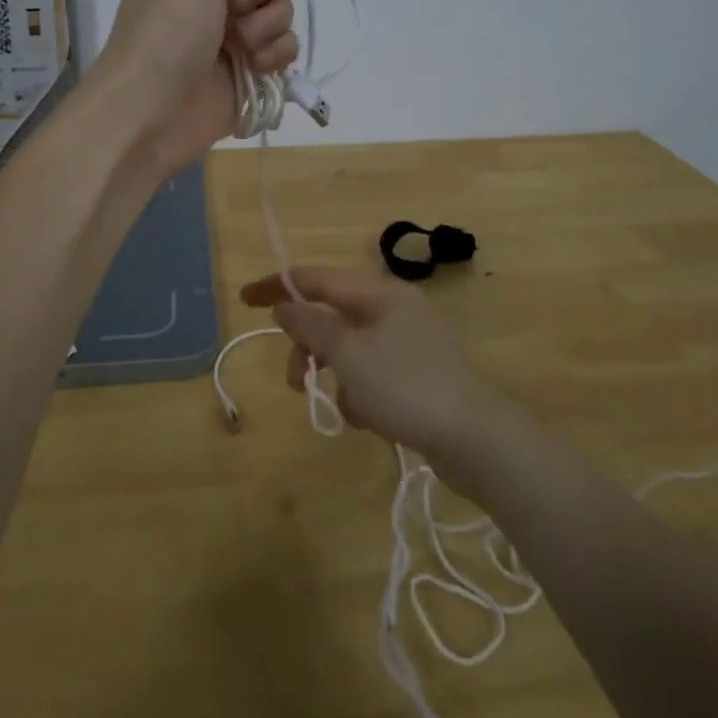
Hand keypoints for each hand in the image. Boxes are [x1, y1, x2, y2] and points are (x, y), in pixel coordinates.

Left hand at [93, 0, 296, 180]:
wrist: (154, 111)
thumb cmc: (166, 32)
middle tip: (233, 6)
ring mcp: (236, 37)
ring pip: (282, 11)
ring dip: (267, 25)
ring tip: (242, 47)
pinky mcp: (252, 71)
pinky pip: (286, 49)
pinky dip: (275, 56)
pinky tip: (256, 67)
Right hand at [237, 267, 509, 461]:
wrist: (475, 439)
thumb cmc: (405, 388)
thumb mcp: (348, 356)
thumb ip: (310, 326)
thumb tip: (284, 303)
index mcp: (379, 293)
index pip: (317, 279)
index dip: (277, 286)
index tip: (243, 299)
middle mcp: (395, 308)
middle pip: (332, 316)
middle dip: (308, 346)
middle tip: (295, 381)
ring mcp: (410, 340)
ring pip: (350, 348)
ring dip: (335, 373)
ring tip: (341, 406)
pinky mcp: (419, 372)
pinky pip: (372, 371)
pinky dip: (360, 390)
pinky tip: (368, 417)